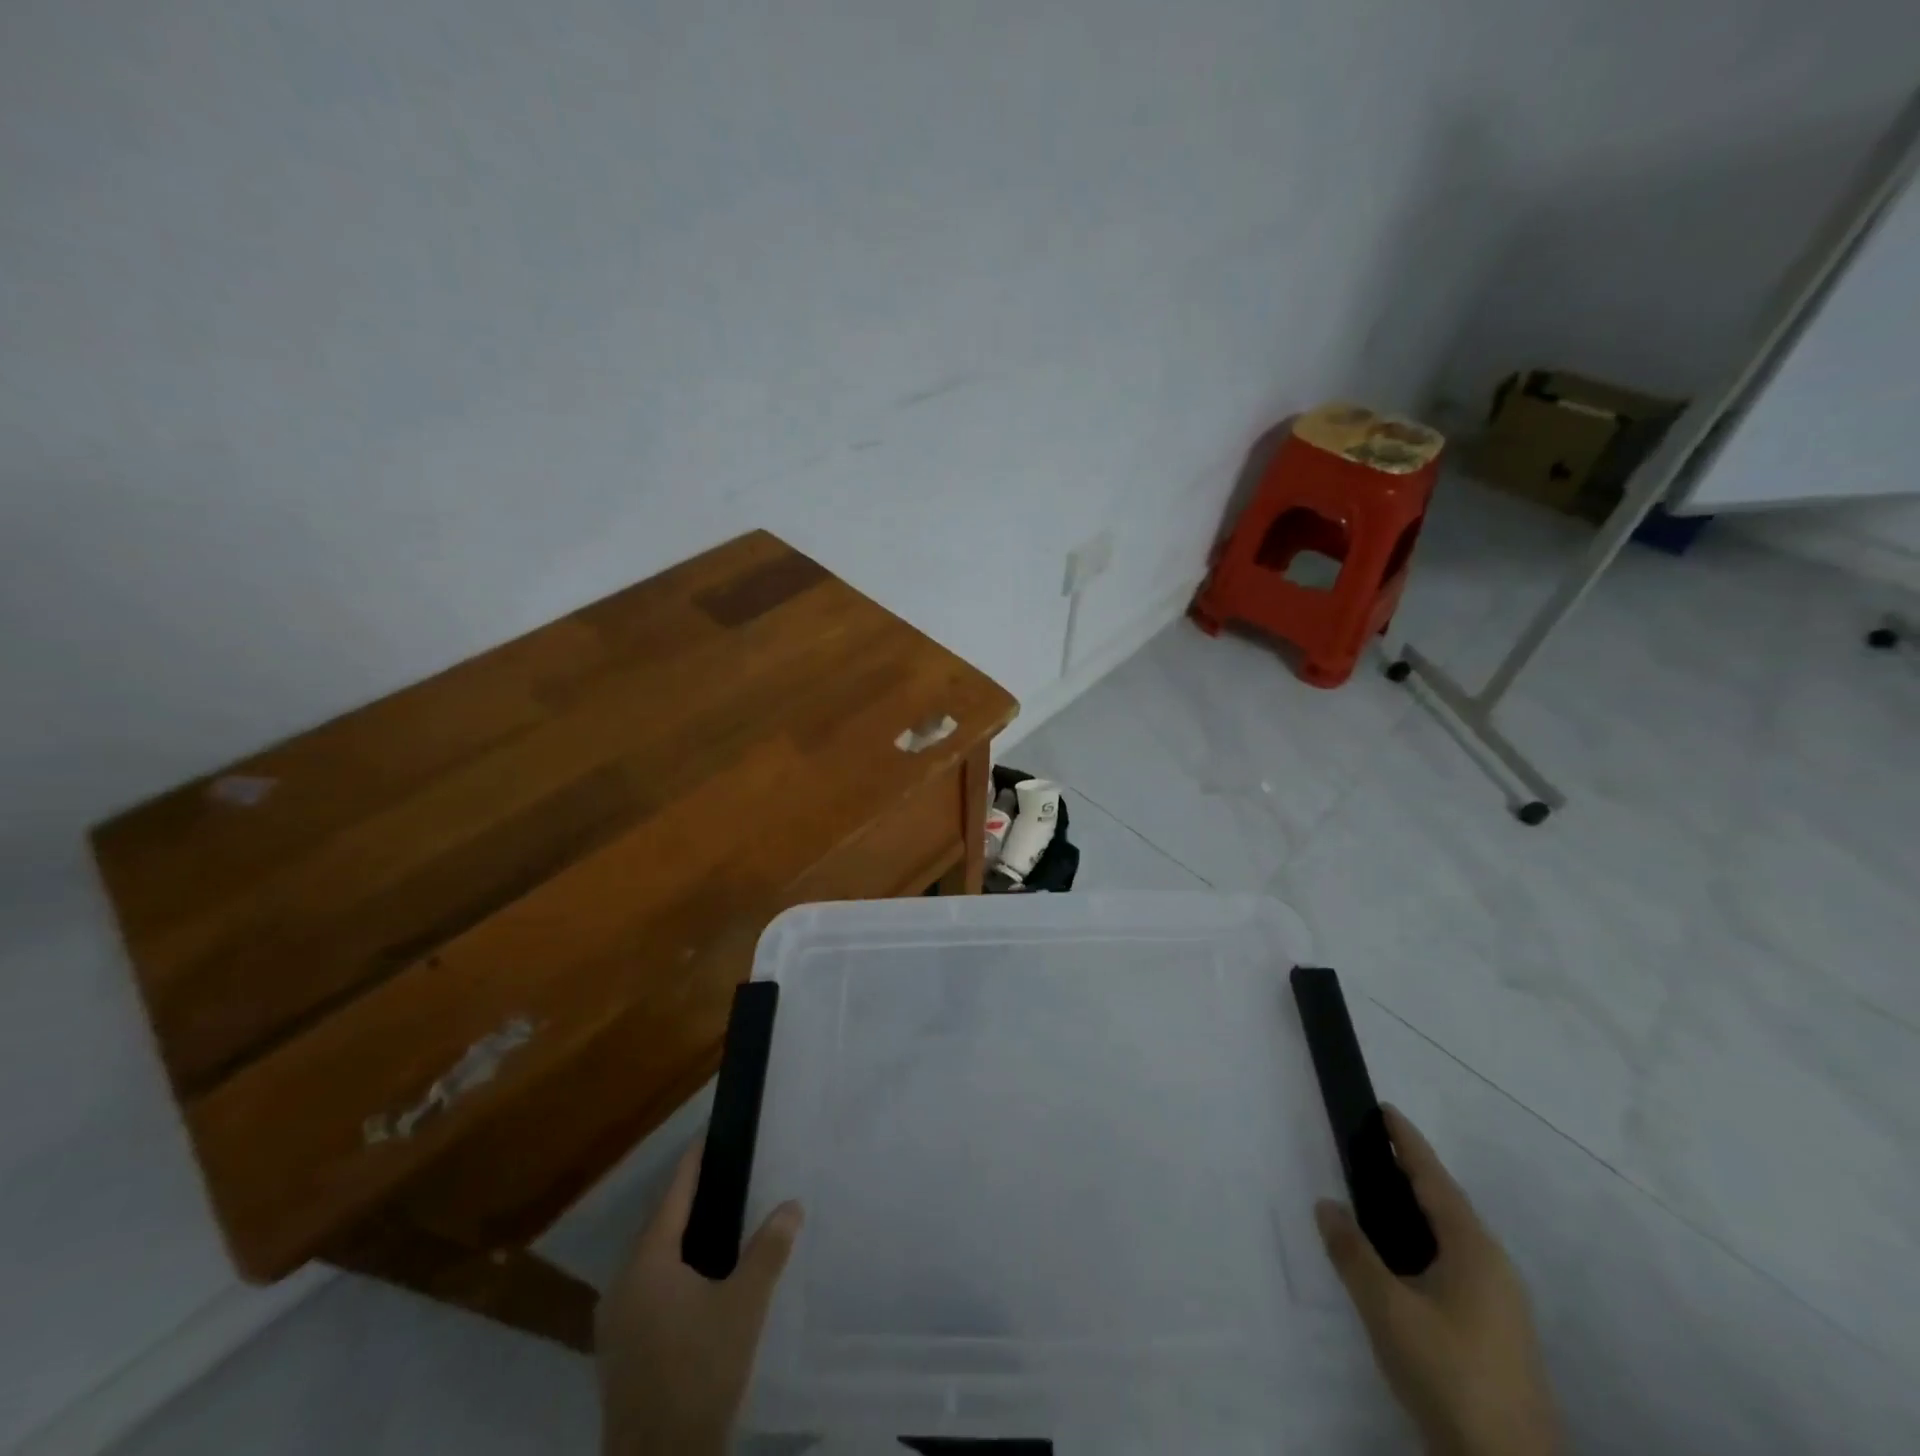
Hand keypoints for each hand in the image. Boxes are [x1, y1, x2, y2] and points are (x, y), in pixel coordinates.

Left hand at [596, 1135, 803, 1455]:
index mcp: (648, 1263)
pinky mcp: (617, 1350)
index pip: (673, 1196)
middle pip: (657, 1226)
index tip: (709, 1135)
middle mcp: (622, 1284)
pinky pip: (644, 1288)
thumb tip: (792, 1204)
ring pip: (649, 1259)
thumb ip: (768, 1250)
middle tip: (724, 1176)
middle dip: (688, 1199)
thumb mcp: (745, 1306)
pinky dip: (669, 1269)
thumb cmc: (701, 1372)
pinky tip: (696, 1280)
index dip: (693, 1164)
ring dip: (678, 1237)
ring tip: (715, 1222)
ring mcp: (614, 1321)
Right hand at [1316, 1107, 1561, 1455]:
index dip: (1407, 1142)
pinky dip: (1424, 1243)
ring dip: (1418, 1210)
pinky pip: (1455, 1265)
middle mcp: (1494, 1268)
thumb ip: (1353, 1253)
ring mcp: (1501, 1304)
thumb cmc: (1449, 1374)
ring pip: (1452, 1238)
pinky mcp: (1496, 1333)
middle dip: (1411, 1173)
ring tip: (1378, 1197)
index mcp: (1474, 1251)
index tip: (1384, 1109)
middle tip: (1371, 1148)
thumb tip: (1326, 1204)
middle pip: (1447, 1204)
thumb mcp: (1387, 1310)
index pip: (1434, 1179)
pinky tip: (1402, 1261)